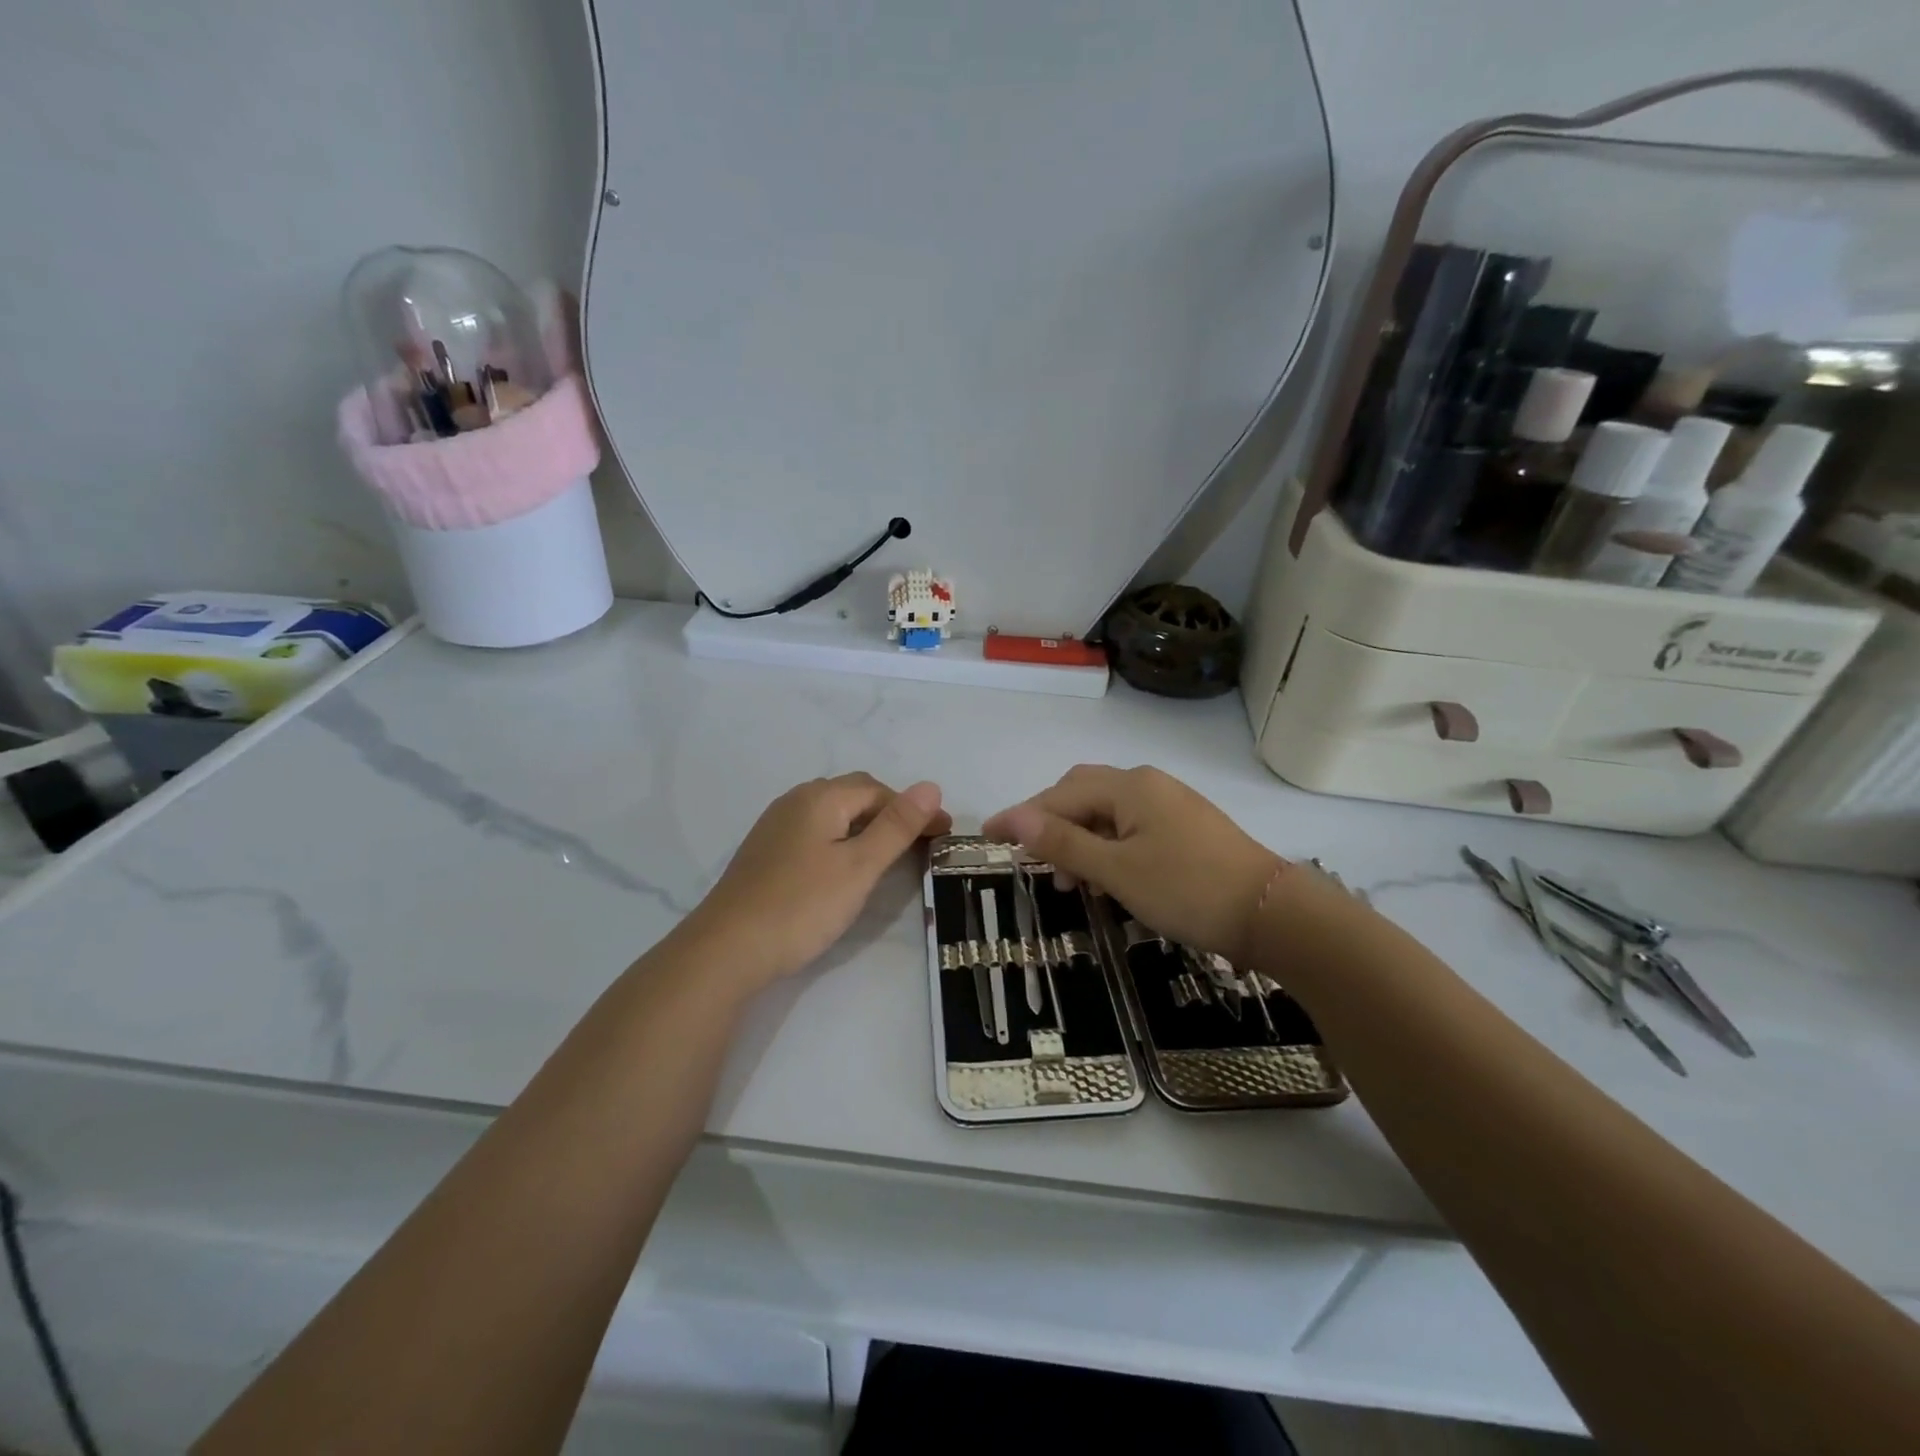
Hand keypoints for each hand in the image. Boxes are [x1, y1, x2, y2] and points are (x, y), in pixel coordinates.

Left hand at [687, 773, 950, 985]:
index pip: (879, 789)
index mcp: (820, 797)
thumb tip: (931, 785)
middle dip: (891, 813)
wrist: (727, 949)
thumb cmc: (802, 905)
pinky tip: (844, 867)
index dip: (914, 809)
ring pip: (833, 814)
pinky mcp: (766, 852)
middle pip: (854, 795)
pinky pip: (815, 832)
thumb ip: (896, 826)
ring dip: (866, 827)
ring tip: (889, 855)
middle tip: (920, 844)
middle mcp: (796, 800)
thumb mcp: (860, 866)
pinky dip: (841, 840)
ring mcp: (776, 826)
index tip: (943, 835)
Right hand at [983, 765, 1282, 961]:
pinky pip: (1130, 827)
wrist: (1272, 914)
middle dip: (1051, 823)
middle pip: (1082, 794)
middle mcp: (1148, 784)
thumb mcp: (1116, 870)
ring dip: (1079, 839)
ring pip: (1107, 813)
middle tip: (1029, 858)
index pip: (1059, 795)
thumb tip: (1013, 818)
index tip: (988, 835)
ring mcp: (1170, 804)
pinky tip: (1104, 877)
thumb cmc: (1187, 890)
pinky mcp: (1185, 827)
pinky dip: (1107, 846)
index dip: (1021, 816)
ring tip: (1067, 882)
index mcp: (1129, 786)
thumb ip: (1063, 842)